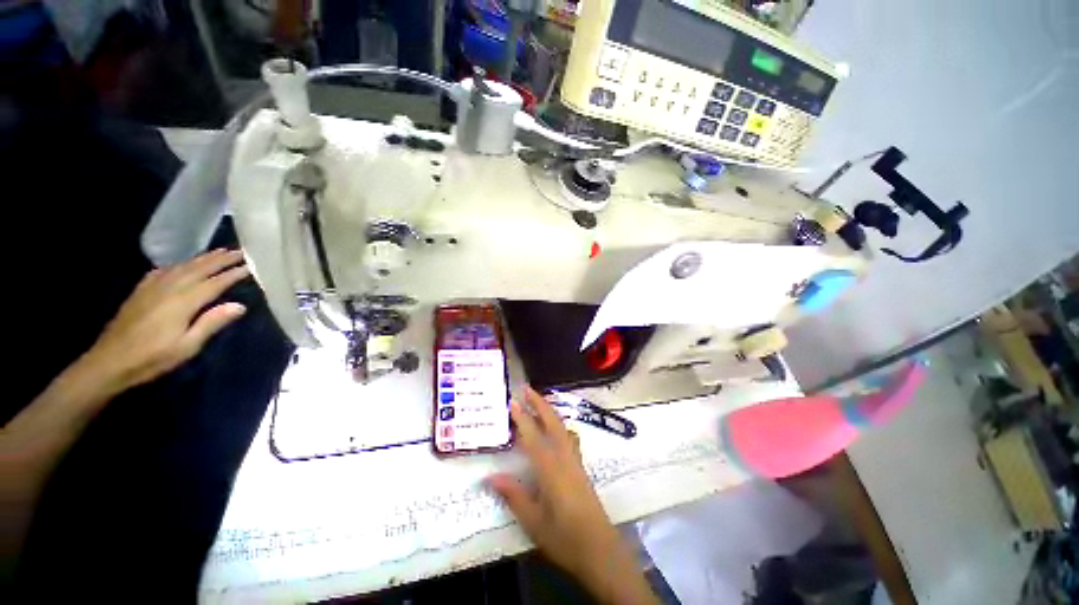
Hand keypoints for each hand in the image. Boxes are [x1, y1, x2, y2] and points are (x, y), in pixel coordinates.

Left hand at [81, 249, 250, 393]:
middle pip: (199, 268)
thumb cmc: (152, 358)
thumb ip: (211, 323)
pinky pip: (164, 270)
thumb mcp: (187, 346)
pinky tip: (182, 264)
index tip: (252, 265)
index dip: (234, 273)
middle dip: (221, 259)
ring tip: (219, 251)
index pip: (215, 282)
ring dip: (203, 258)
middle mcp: (169, 288)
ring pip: (182, 266)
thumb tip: (240, 306)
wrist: (109, 361)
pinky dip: (179, 264)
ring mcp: (152, 287)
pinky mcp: (141, 291)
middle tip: (241, 251)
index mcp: (183, 302)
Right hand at [488, 388, 656, 604]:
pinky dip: (559, 425)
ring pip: (562, 427)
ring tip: (538, 401)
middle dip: (540, 403)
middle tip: (527, 389)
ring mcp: (575, 461)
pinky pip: (568, 437)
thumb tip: (490, 477)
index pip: (533, 436)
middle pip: (552, 422)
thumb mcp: (533, 521)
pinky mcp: (580, 467)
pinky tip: (556, 429)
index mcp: (550, 469)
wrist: (600, 549)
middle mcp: (564, 458)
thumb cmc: (564, 538)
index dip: (522, 418)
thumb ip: (513, 496)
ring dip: (550, 411)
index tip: (513, 402)